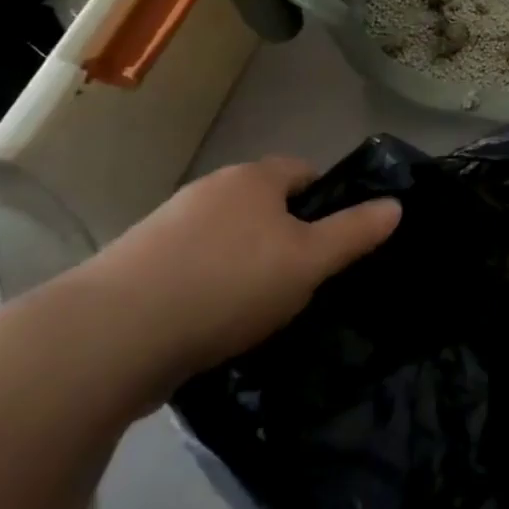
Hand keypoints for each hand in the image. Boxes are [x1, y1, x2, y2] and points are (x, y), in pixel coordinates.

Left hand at [68, 156, 400, 391]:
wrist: (112, 336)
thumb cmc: (229, 284)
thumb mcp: (309, 261)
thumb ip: (355, 232)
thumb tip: (396, 205)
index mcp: (252, 179)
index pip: (303, 172)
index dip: (327, 201)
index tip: (336, 242)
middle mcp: (209, 190)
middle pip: (264, 206)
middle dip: (287, 237)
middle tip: (304, 281)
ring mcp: (167, 227)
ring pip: (227, 239)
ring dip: (247, 265)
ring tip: (260, 311)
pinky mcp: (137, 267)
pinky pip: (193, 269)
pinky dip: (210, 289)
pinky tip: (213, 326)